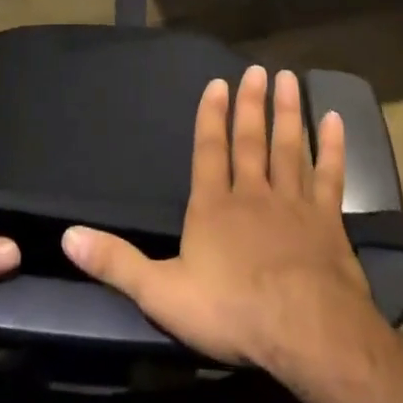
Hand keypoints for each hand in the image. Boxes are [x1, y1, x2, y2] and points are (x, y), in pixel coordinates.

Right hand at [61, 66, 381, 386]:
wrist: (307, 332)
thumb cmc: (232, 311)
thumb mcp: (161, 294)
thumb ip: (116, 263)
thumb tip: (67, 235)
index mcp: (213, 207)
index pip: (209, 151)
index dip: (211, 116)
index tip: (217, 83)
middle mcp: (252, 194)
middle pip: (251, 141)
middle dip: (251, 104)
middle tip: (258, 70)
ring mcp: (293, 204)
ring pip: (289, 148)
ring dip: (287, 113)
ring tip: (289, 78)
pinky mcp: (328, 222)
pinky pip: (329, 176)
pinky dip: (332, 148)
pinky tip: (335, 120)